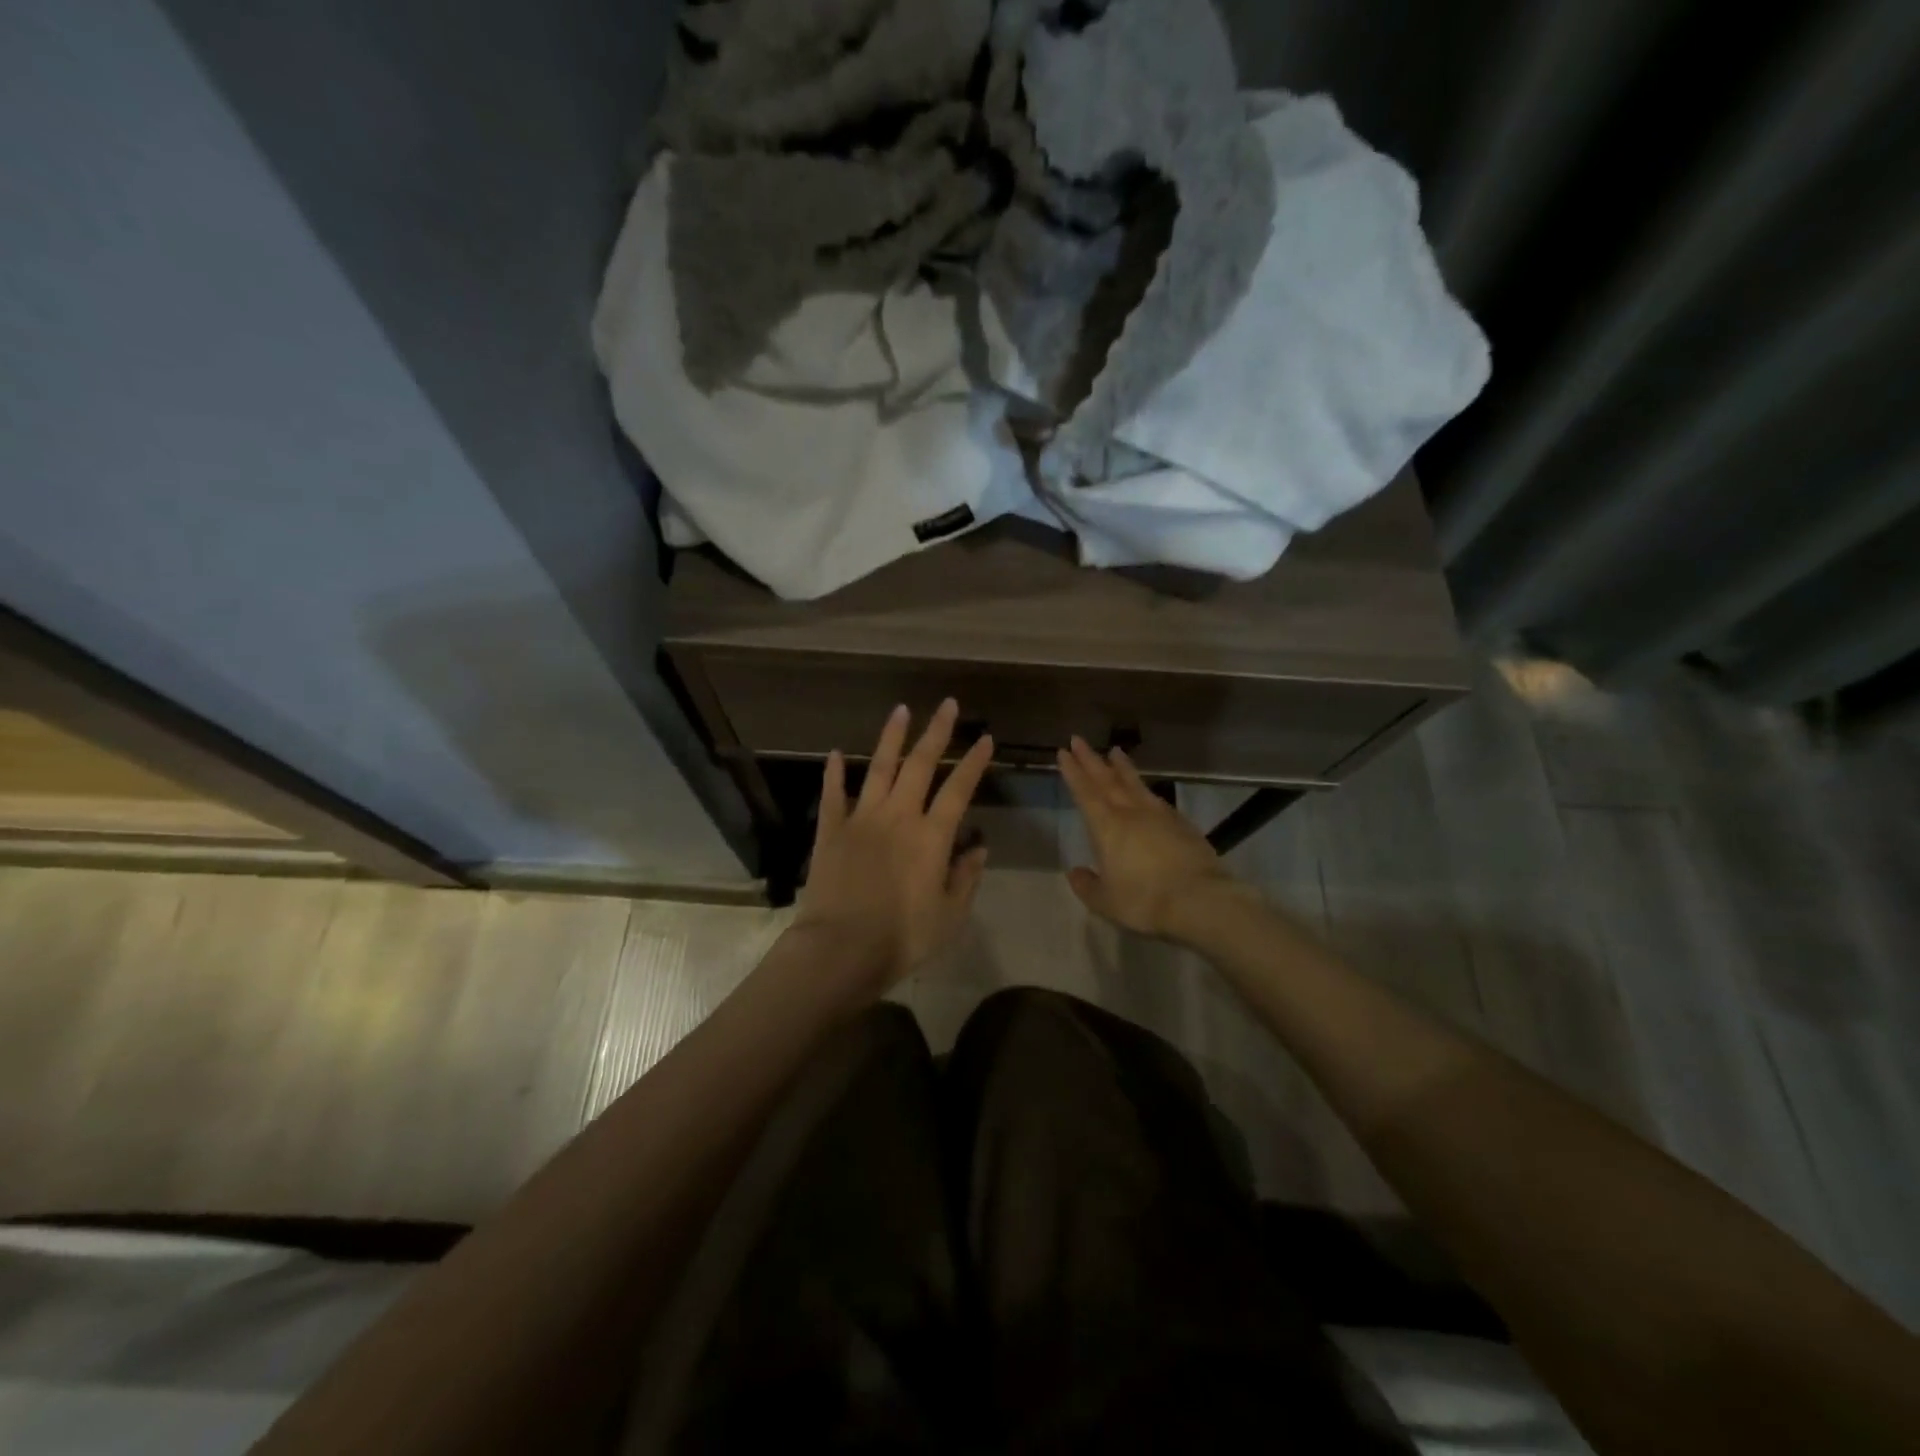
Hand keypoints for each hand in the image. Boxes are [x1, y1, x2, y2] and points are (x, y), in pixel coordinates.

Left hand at [793, 700, 993, 994]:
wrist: (841, 949)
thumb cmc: (902, 937)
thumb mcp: (950, 916)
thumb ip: (966, 878)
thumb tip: (978, 848)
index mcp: (931, 837)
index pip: (959, 789)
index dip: (974, 762)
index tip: (985, 738)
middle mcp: (898, 816)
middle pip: (920, 765)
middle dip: (936, 732)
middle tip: (947, 704)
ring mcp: (861, 819)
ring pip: (878, 768)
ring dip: (891, 738)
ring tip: (901, 710)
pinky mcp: (831, 831)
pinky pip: (833, 795)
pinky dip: (833, 773)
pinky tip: (833, 753)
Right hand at [1057, 736, 1237, 941]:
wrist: (1200, 900)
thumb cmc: (1145, 901)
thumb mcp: (1106, 901)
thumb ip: (1087, 886)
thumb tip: (1075, 872)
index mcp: (1107, 828)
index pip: (1085, 793)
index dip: (1073, 772)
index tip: (1064, 751)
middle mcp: (1131, 813)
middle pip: (1107, 780)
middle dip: (1091, 760)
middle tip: (1079, 739)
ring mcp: (1160, 816)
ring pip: (1135, 784)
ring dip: (1122, 767)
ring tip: (1115, 751)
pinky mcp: (1182, 824)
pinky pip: (1157, 799)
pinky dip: (1145, 790)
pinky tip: (1146, 791)